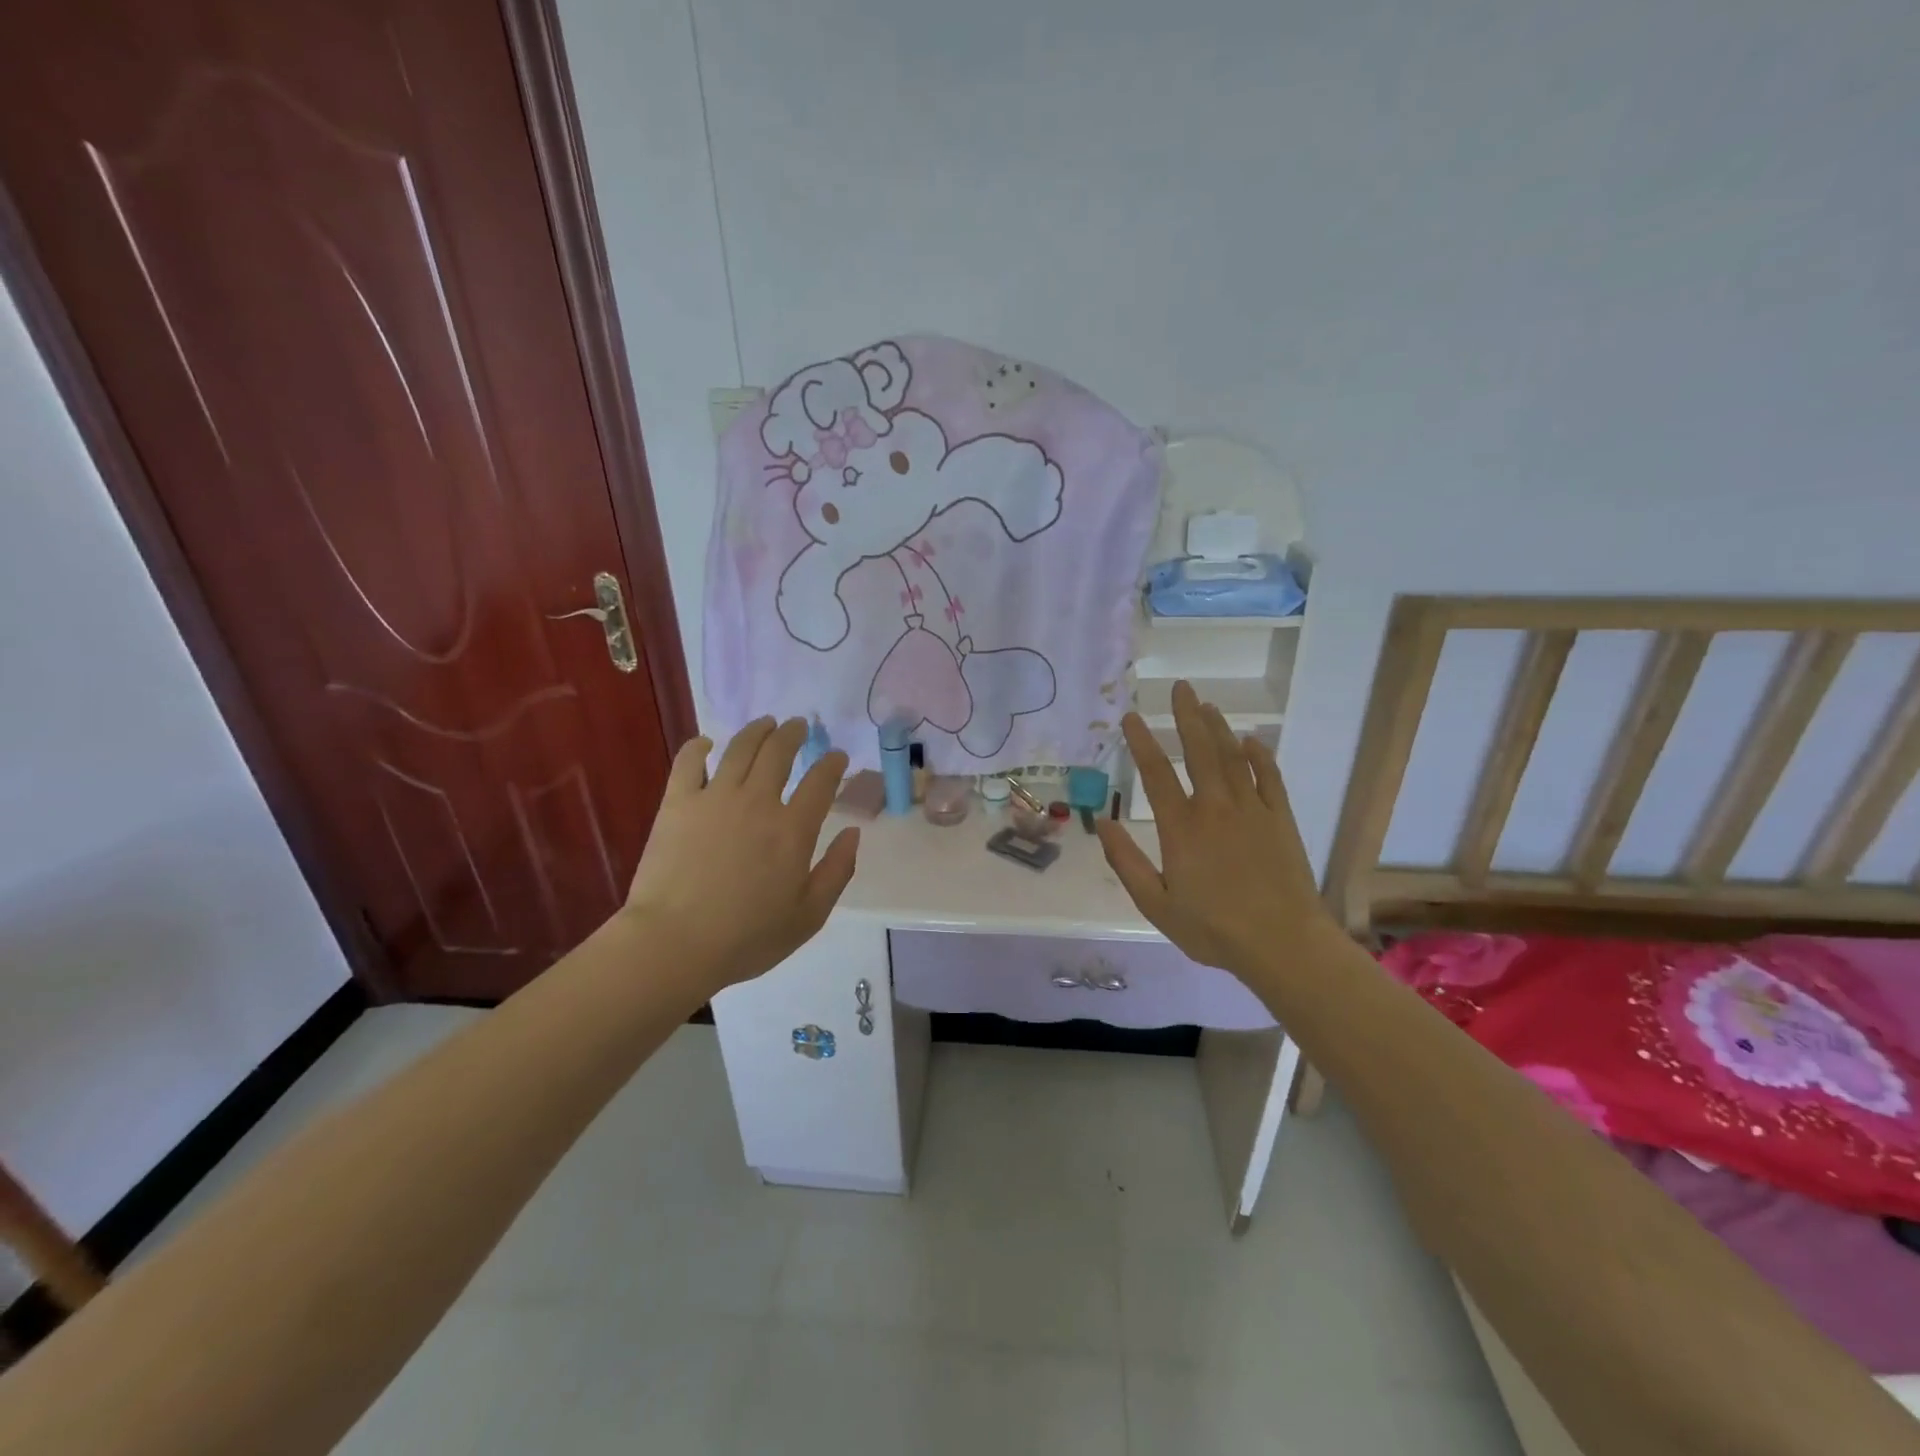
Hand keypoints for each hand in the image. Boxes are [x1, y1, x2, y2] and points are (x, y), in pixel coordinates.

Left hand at [621, 718, 857, 994]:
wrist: (674, 944)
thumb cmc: (746, 937)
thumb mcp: (809, 916)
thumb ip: (837, 871)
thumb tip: (853, 833)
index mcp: (793, 829)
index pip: (821, 782)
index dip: (832, 763)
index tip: (836, 755)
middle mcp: (758, 802)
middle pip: (779, 752)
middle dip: (794, 734)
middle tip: (799, 726)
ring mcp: (715, 798)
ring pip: (740, 748)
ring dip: (757, 731)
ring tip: (766, 723)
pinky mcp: (678, 803)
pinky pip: (689, 762)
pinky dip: (699, 747)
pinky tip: (706, 743)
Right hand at [1095, 682, 1335, 986]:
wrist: (1283, 944)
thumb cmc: (1213, 929)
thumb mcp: (1156, 904)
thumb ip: (1126, 862)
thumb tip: (1103, 823)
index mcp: (1181, 827)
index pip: (1156, 773)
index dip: (1142, 741)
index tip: (1132, 716)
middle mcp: (1215, 807)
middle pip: (1199, 750)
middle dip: (1186, 716)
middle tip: (1180, 688)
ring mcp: (1252, 810)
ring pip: (1232, 756)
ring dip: (1218, 727)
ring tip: (1207, 704)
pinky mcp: (1279, 819)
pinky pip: (1269, 776)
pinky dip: (1259, 755)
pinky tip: (1251, 740)